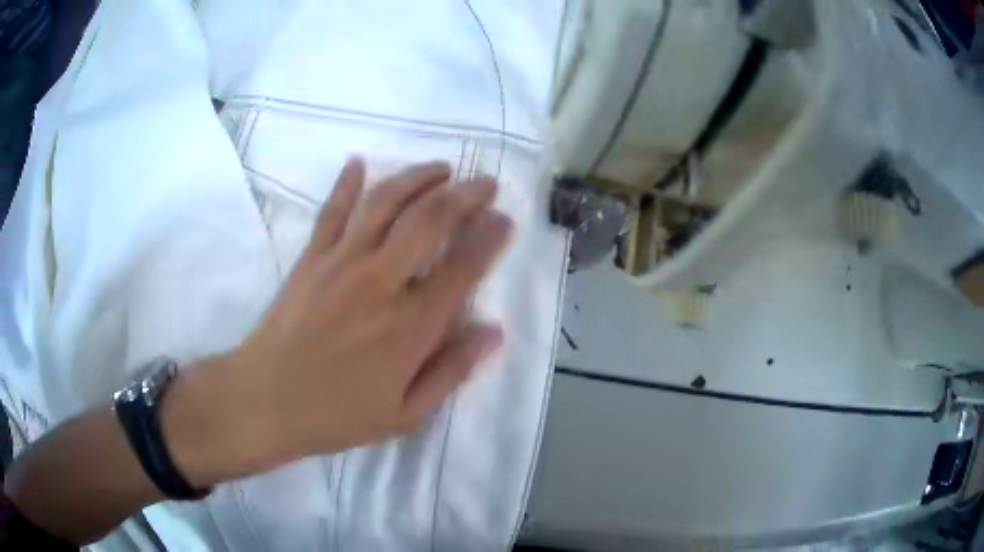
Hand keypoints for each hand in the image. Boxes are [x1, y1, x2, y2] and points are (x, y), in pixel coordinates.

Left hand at [163, 158, 513, 485]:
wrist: (265, 401)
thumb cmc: (337, 415)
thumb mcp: (405, 414)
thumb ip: (451, 371)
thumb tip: (493, 332)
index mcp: (410, 326)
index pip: (463, 268)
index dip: (489, 238)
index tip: (505, 220)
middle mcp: (381, 282)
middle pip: (429, 221)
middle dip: (464, 195)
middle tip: (483, 183)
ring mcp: (341, 263)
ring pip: (385, 203)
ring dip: (417, 178)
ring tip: (440, 168)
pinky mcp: (311, 259)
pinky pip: (331, 211)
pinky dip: (346, 183)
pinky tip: (358, 162)